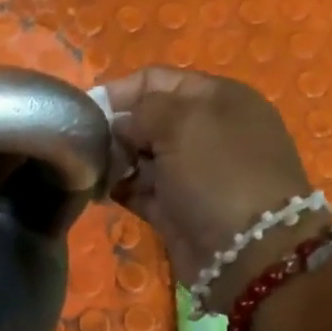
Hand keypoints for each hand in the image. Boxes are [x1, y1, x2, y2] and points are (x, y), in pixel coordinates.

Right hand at [104, 67, 316, 313]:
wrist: (247, 250)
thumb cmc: (219, 174)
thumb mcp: (183, 124)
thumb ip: (143, 111)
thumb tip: (119, 123)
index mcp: (216, 98)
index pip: (157, 80)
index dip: (119, 91)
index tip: (85, 110)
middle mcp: (204, 131)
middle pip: (146, 119)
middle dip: (115, 129)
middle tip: (87, 147)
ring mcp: (190, 173)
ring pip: (140, 157)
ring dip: (114, 161)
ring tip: (90, 171)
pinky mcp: (175, 208)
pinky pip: (139, 190)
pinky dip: (119, 189)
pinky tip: (98, 191)